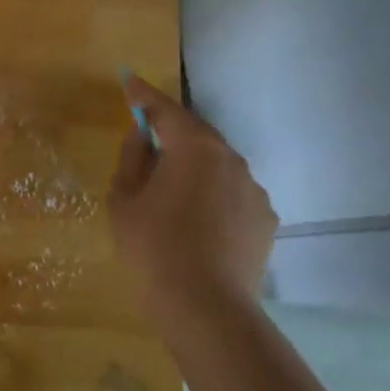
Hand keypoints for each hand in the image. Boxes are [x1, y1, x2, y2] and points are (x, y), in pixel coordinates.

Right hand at [108, 73, 277, 322]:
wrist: (206, 308)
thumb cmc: (154, 248)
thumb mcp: (124, 199)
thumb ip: (132, 159)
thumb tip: (143, 136)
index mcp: (194, 148)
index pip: (165, 109)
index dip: (144, 95)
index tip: (129, 82)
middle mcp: (231, 159)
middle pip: (196, 134)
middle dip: (171, 131)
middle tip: (148, 136)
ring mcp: (254, 190)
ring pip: (217, 165)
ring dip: (194, 166)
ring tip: (172, 188)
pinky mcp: (265, 219)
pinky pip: (232, 193)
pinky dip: (213, 194)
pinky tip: (198, 219)